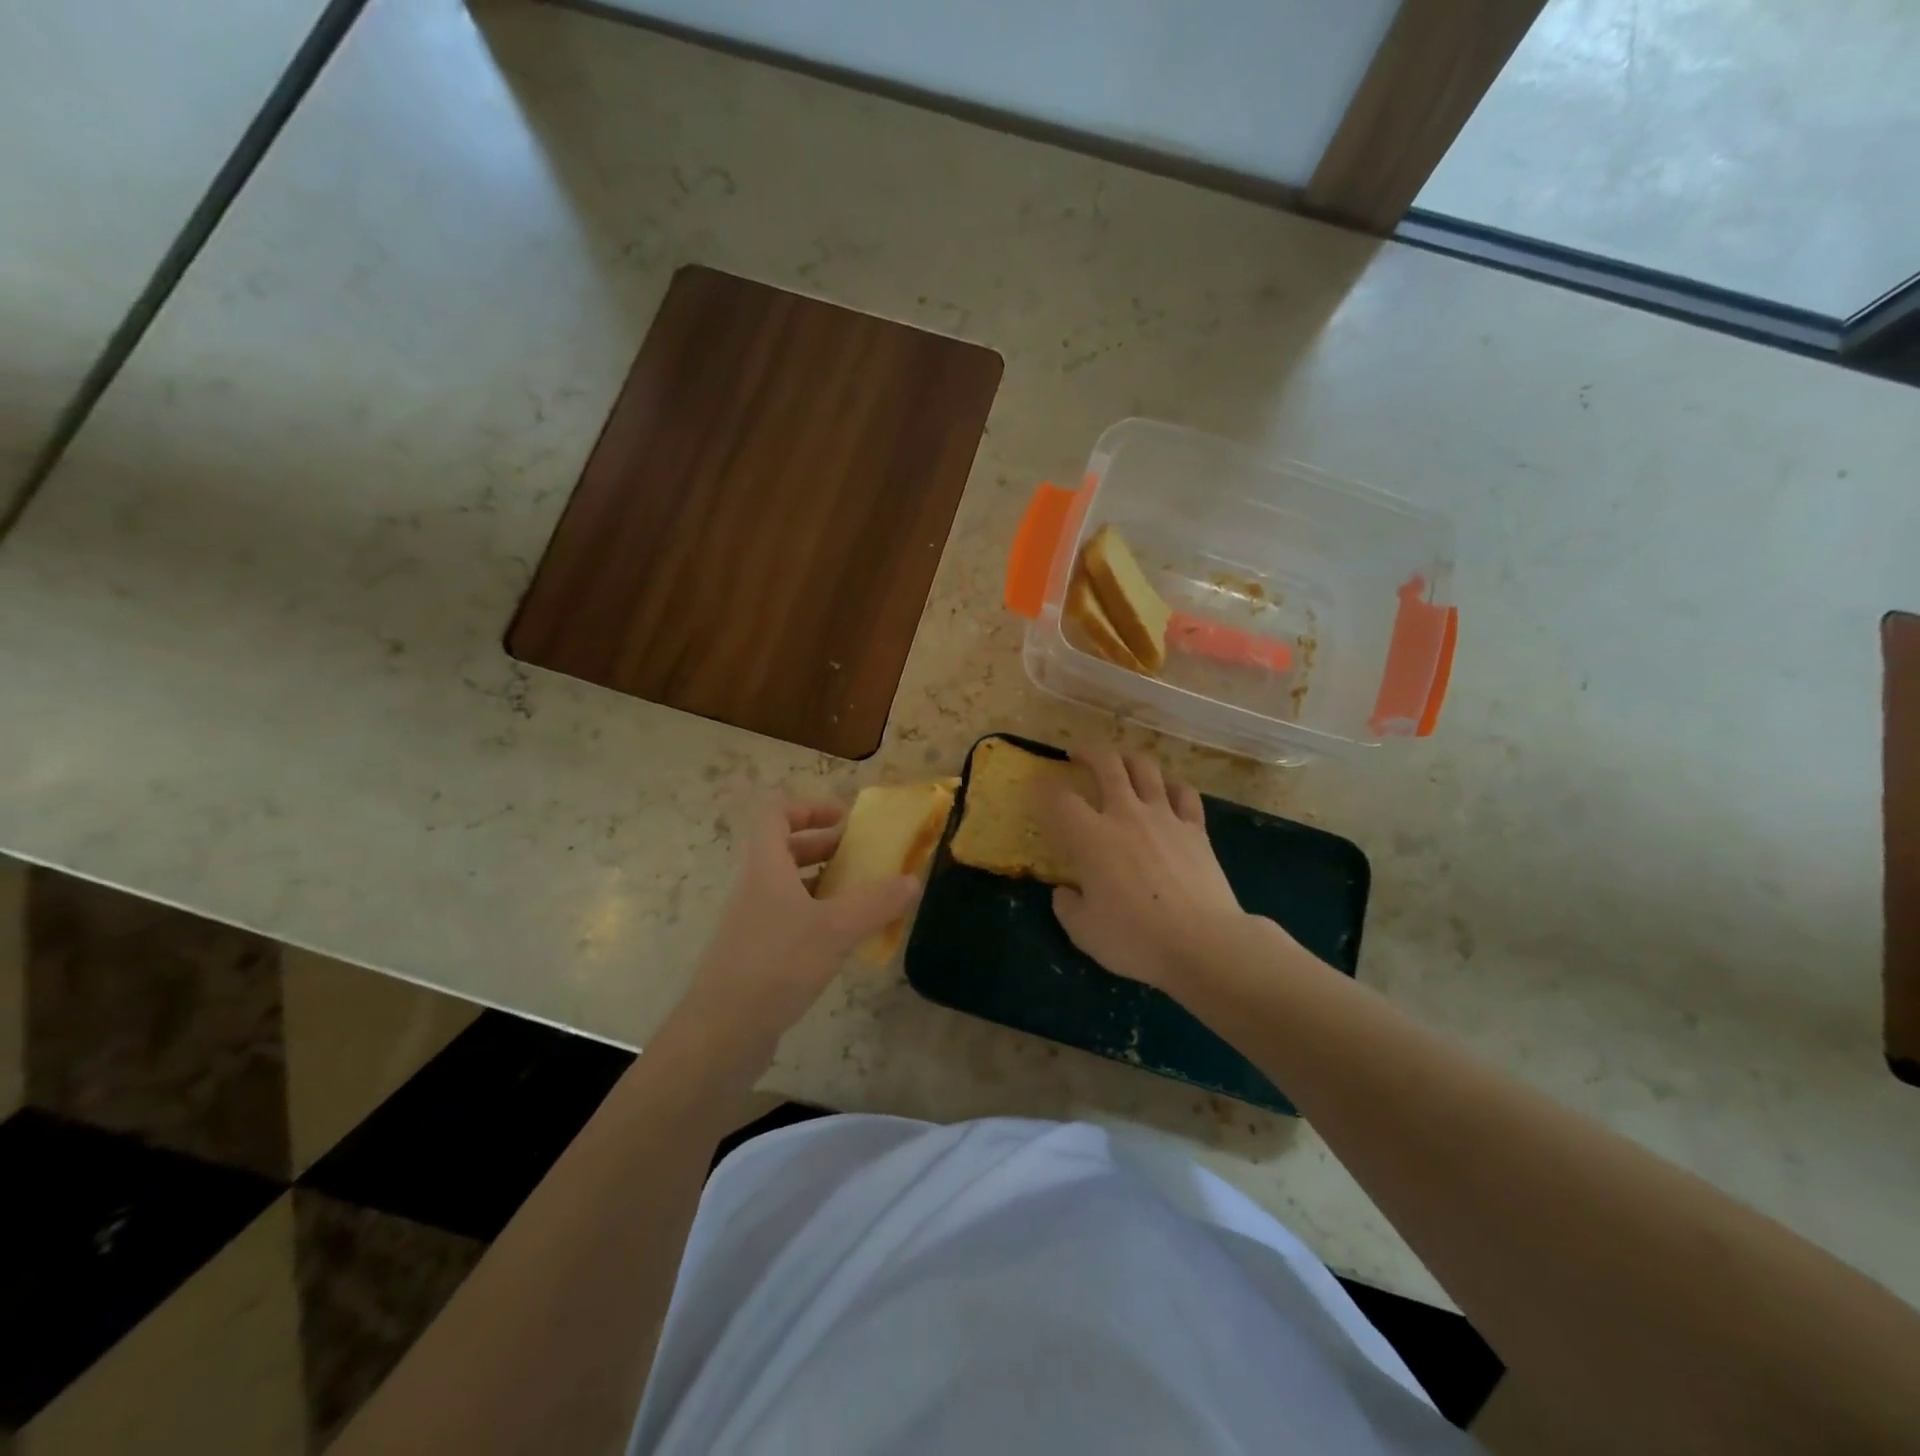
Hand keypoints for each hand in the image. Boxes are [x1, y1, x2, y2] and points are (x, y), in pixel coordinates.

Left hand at [673, 798, 919, 1073]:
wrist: (721, 1033)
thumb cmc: (776, 964)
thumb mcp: (836, 928)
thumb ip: (877, 902)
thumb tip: (912, 880)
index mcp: (765, 866)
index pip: (775, 814)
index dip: (809, 807)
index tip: (844, 818)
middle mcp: (754, 888)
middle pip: (785, 849)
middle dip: (824, 847)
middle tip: (861, 858)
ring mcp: (751, 923)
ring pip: (789, 888)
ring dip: (824, 885)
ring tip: (862, 898)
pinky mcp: (756, 956)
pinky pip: (789, 921)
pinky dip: (818, 920)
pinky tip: (844, 942)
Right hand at [1046, 751, 1259, 994]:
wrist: (1203, 943)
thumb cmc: (1135, 939)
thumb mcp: (1084, 932)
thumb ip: (1067, 906)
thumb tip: (1065, 892)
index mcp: (1091, 837)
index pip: (1059, 799)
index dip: (1043, 789)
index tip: (1037, 787)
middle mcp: (1126, 815)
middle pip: (1106, 764)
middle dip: (1087, 752)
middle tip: (1077, 754)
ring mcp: (1165, 817)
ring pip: (1145, 768)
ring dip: (1128, 759)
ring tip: (1120, 763)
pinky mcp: (1196, 828)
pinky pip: (1184, 793)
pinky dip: (1172, 787)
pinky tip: (1167, 793)